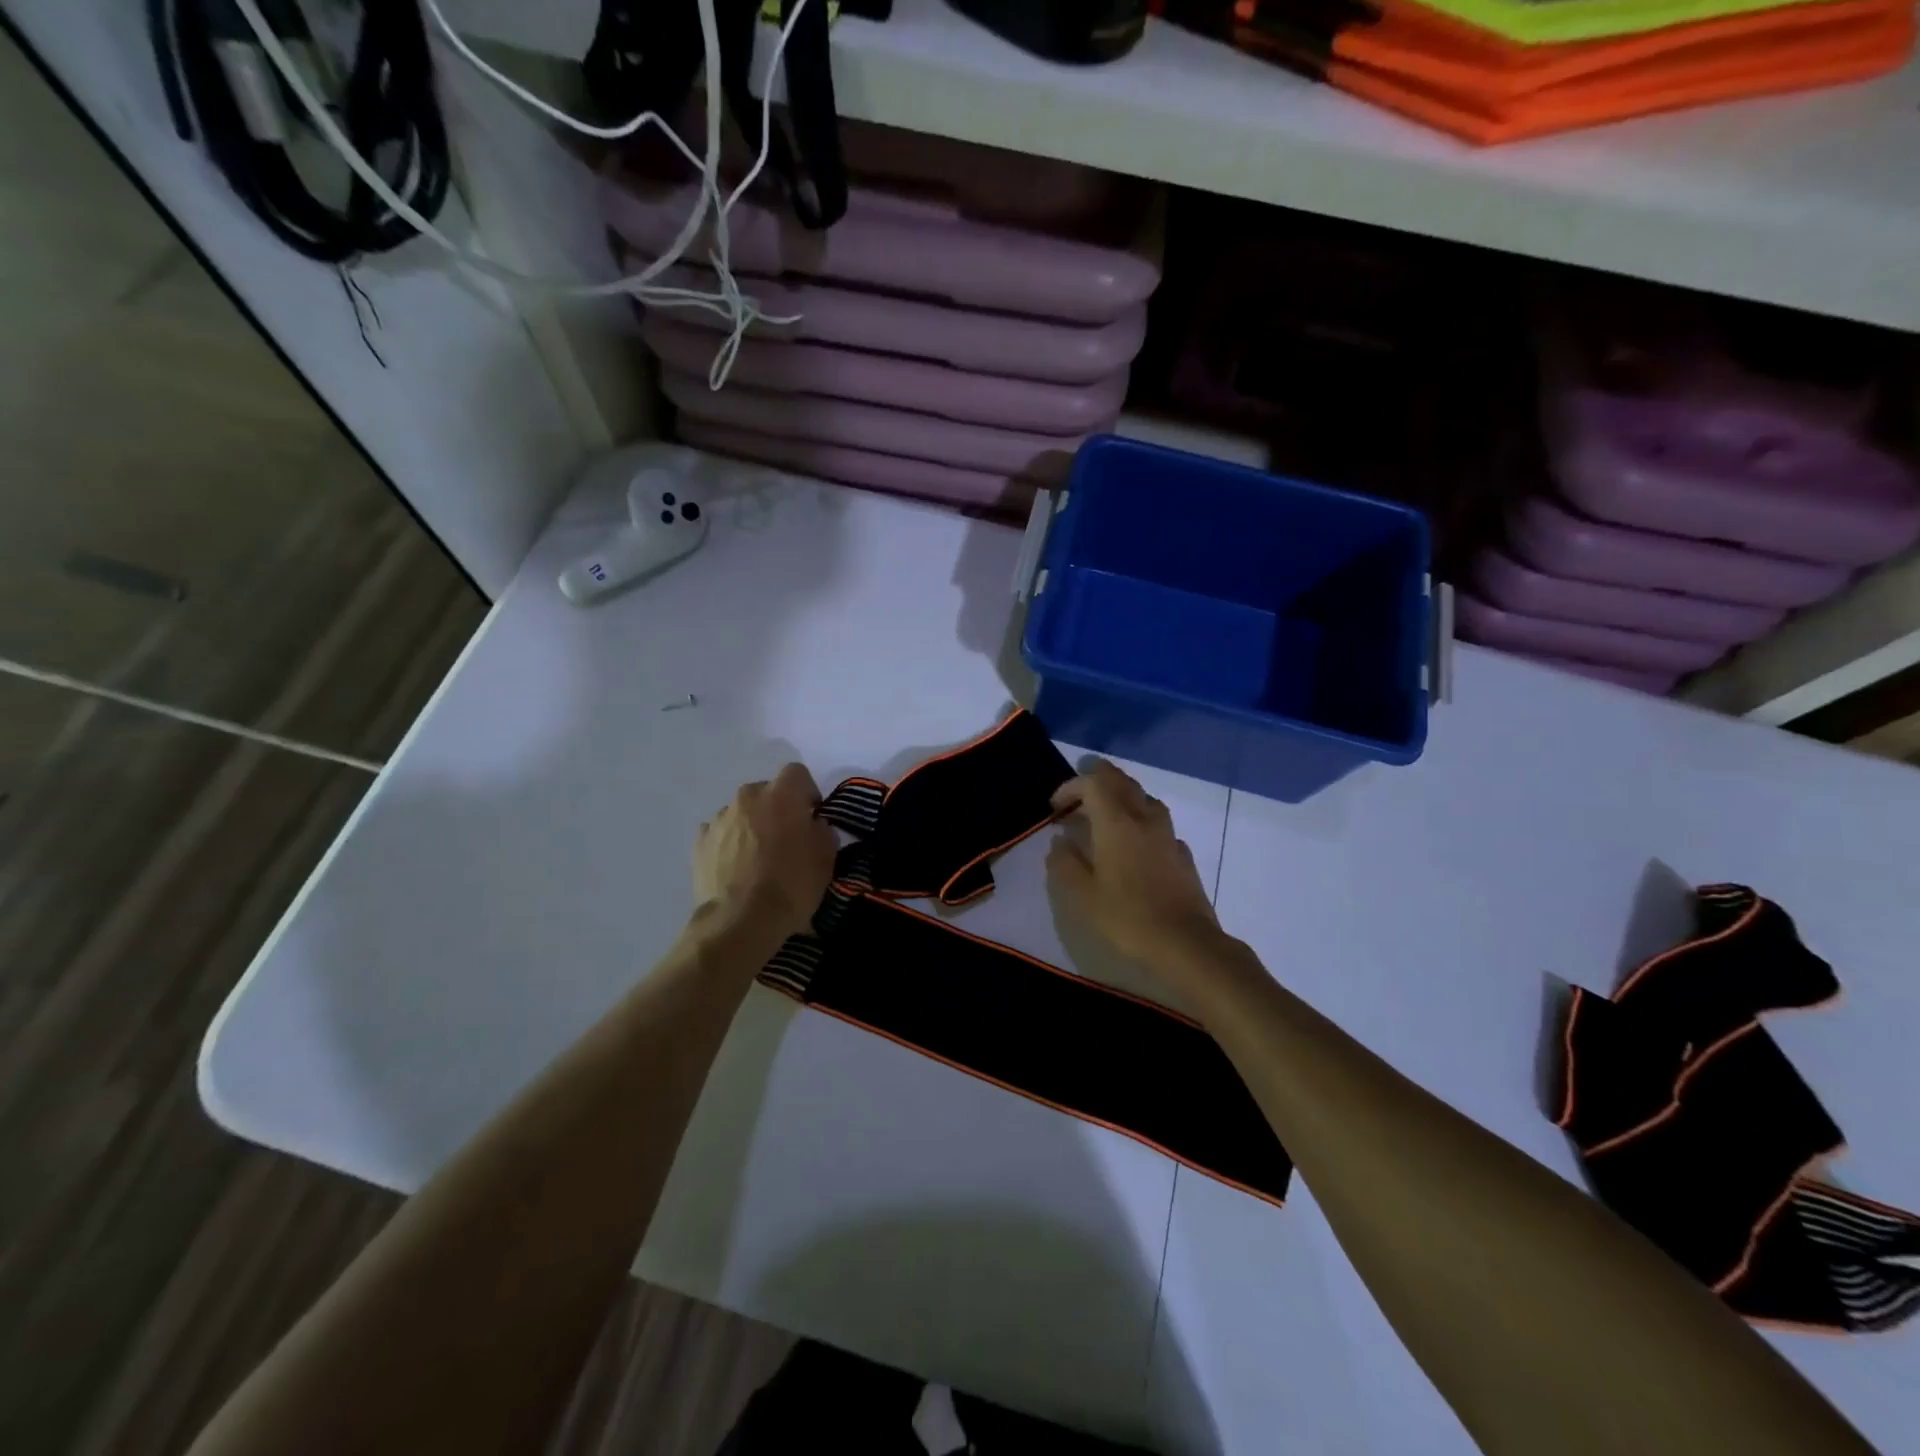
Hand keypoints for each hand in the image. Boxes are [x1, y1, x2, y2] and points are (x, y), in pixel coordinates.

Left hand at [694, 764, 836, 937]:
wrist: (740, 922)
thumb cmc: (791, 885)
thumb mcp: (826, 859)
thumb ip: (822, 831)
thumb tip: (813, 825)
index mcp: (781, 794)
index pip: (797, 772)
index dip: (807, 793)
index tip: (812, 817)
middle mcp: (747, 797)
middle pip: (767, 792)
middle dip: (778, 809)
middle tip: (787, 840)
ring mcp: (719, 818)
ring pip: (742, 812)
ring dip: (752, 826)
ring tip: (758, 859)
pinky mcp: (699, 842)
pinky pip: (721, 833)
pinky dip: (730, 844)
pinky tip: (737, 869)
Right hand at [1047, 760, 1223, 969]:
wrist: (1185, 943)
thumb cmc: (1127, 917)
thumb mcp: (1082, 895)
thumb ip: (1065, 863)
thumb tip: (1060, 842)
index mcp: (1117, 823)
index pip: (1093, 783)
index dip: (1071, 787)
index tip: (1056, 808)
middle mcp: (1144, 818)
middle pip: (1121, 781)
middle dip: (1097, 779)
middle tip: (1077, 794)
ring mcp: (1167, 834)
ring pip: (1143, 797)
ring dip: (1120, 796)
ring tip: (1103, 815)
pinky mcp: (1182, 853)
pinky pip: (1158, 822)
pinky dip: (1139, 820)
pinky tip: (1133, 843)